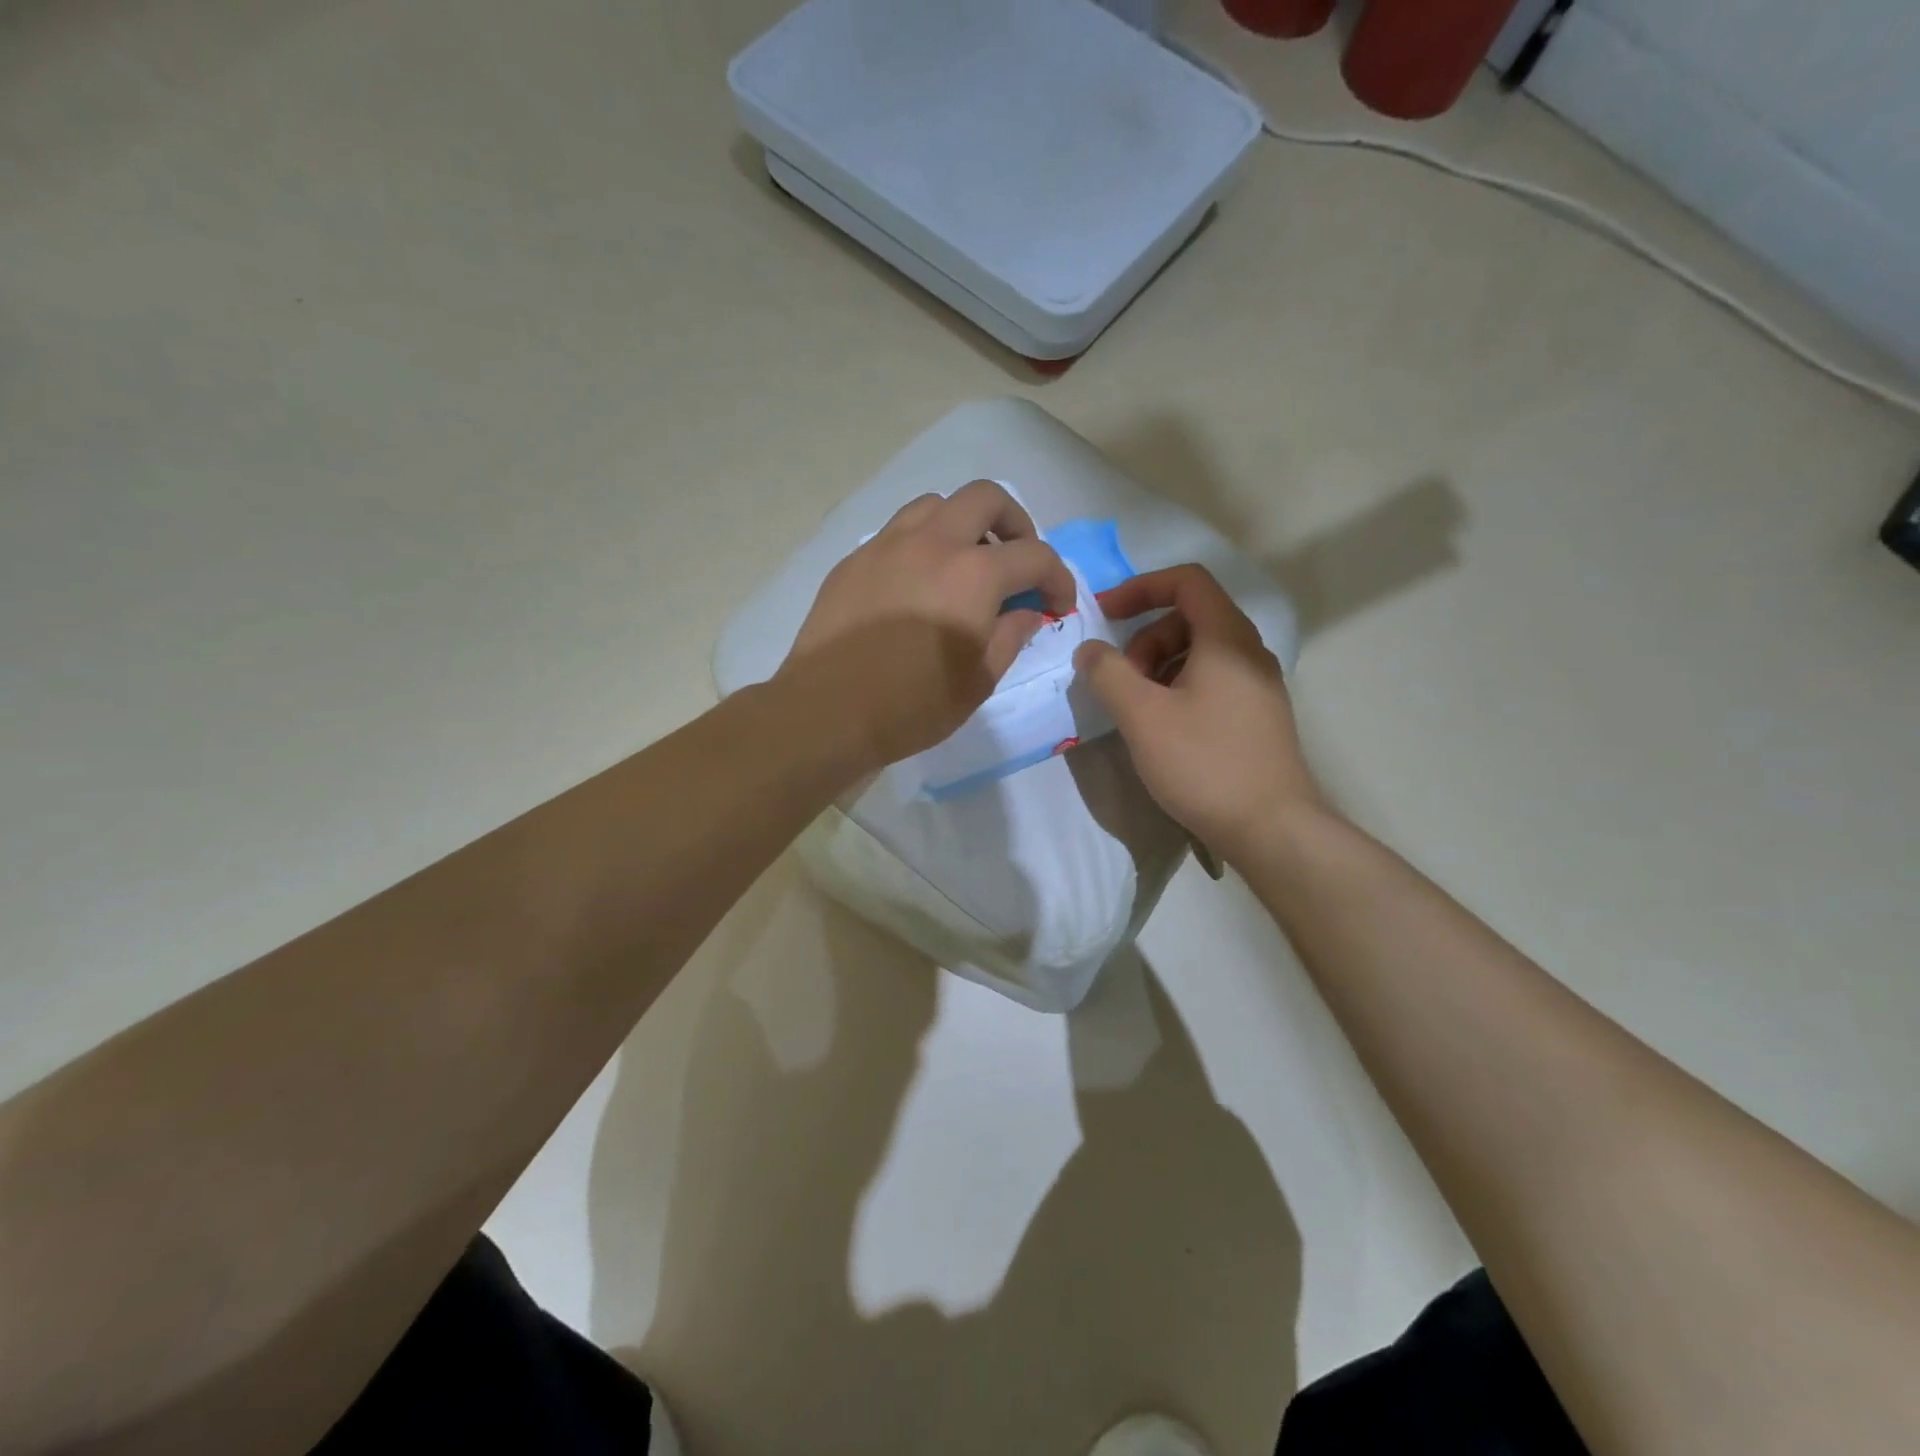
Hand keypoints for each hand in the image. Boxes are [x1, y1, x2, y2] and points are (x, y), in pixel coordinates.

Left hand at [782, 481, 1075, 771]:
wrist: (828, 712)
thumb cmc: (912, 706)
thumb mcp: (979, 681)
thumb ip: (1010, 637)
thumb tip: (1025, 612)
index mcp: (974, 574)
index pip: (1035, 555)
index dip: (1057, 578)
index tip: (1057, 604)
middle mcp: (933, 543)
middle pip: (985, 498)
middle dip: (1014, 524)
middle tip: (1015, 561)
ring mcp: (887, 546)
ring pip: (935, 505)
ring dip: (962, 525)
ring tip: (964, 563)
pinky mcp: (854, 561)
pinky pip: (896, 532)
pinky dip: (921, 543)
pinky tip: (917, 583)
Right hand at [1075, 565, 1321, 857]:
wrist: (1272, 829)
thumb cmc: (1205, 763)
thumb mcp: (1143, 716)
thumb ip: (1108, 673)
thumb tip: (1089, 649)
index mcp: (1227, 639)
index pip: (1187, 581)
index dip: (1141, 587)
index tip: (1105, 613)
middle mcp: (1249, 653)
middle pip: (1190, 617)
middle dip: (1145, 638)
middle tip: (1121, 680)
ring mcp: (1258, 686)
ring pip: (1199, 653)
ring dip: (1158, 666)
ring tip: (1138, 708)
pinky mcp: (1257, 717)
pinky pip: (1212, 682)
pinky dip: (1178, 688)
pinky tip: (1163, 728)